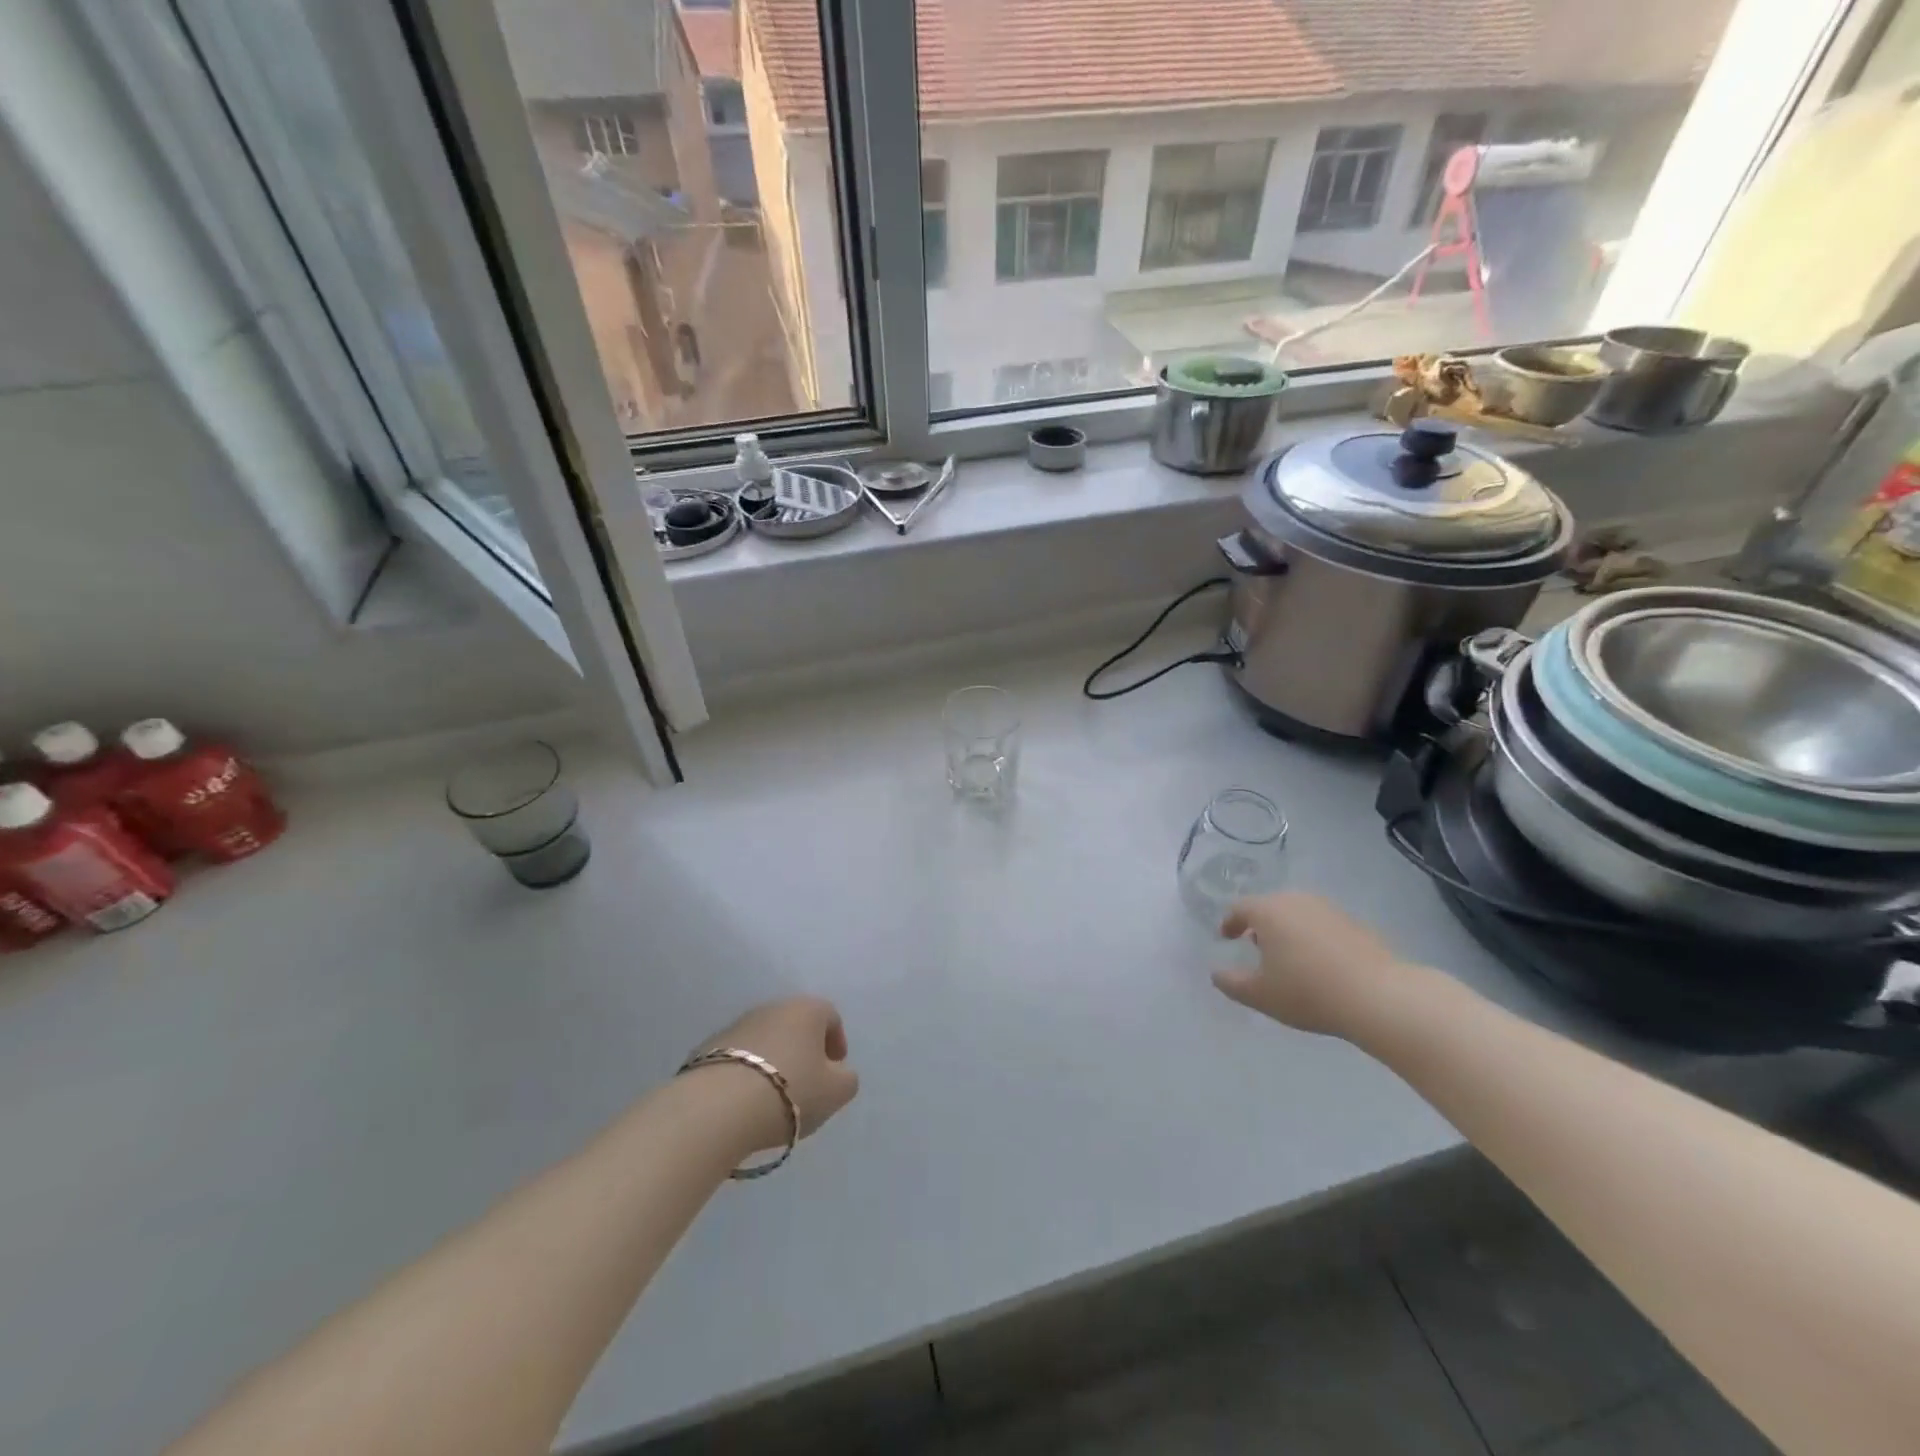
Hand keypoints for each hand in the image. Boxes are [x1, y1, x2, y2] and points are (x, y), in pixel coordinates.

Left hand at [688, 997, 859, 1150]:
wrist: (718, 1108)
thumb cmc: (790, 1092)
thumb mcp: (836, 1092)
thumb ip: (847, 1078)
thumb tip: (838, 1072)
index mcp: (806, 1009)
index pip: (830, 1017)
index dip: (837, 1043)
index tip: (835, 1071)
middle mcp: (772, 1007)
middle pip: (796, 1025)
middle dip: (804, 1051)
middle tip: (807, 1084)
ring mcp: (738, 1025)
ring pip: (766, 1040)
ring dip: (774, 1061)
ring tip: (774, 1097)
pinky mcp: (709, 1047)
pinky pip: (739, 1057)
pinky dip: (747, 1073)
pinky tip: (746, 1101)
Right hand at [1212, 892, 1413, 1036]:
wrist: (1379, 997)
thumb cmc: (1308, 992)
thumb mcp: (1260, 995)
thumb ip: (1231, 983)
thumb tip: (1217, 973)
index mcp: (1268, 910)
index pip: (1239, 908)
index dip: (1229, 923)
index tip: (1226, 938)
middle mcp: (1296, 900)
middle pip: (1269, 906)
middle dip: (1258, 924)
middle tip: (1254, 946)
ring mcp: (1328, 909)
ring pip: (1297, 913)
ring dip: (1286, 929)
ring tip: (1287, 956)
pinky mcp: (1354, 923)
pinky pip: (1321, 924)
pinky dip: (1311, 937)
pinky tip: (1318, 963)